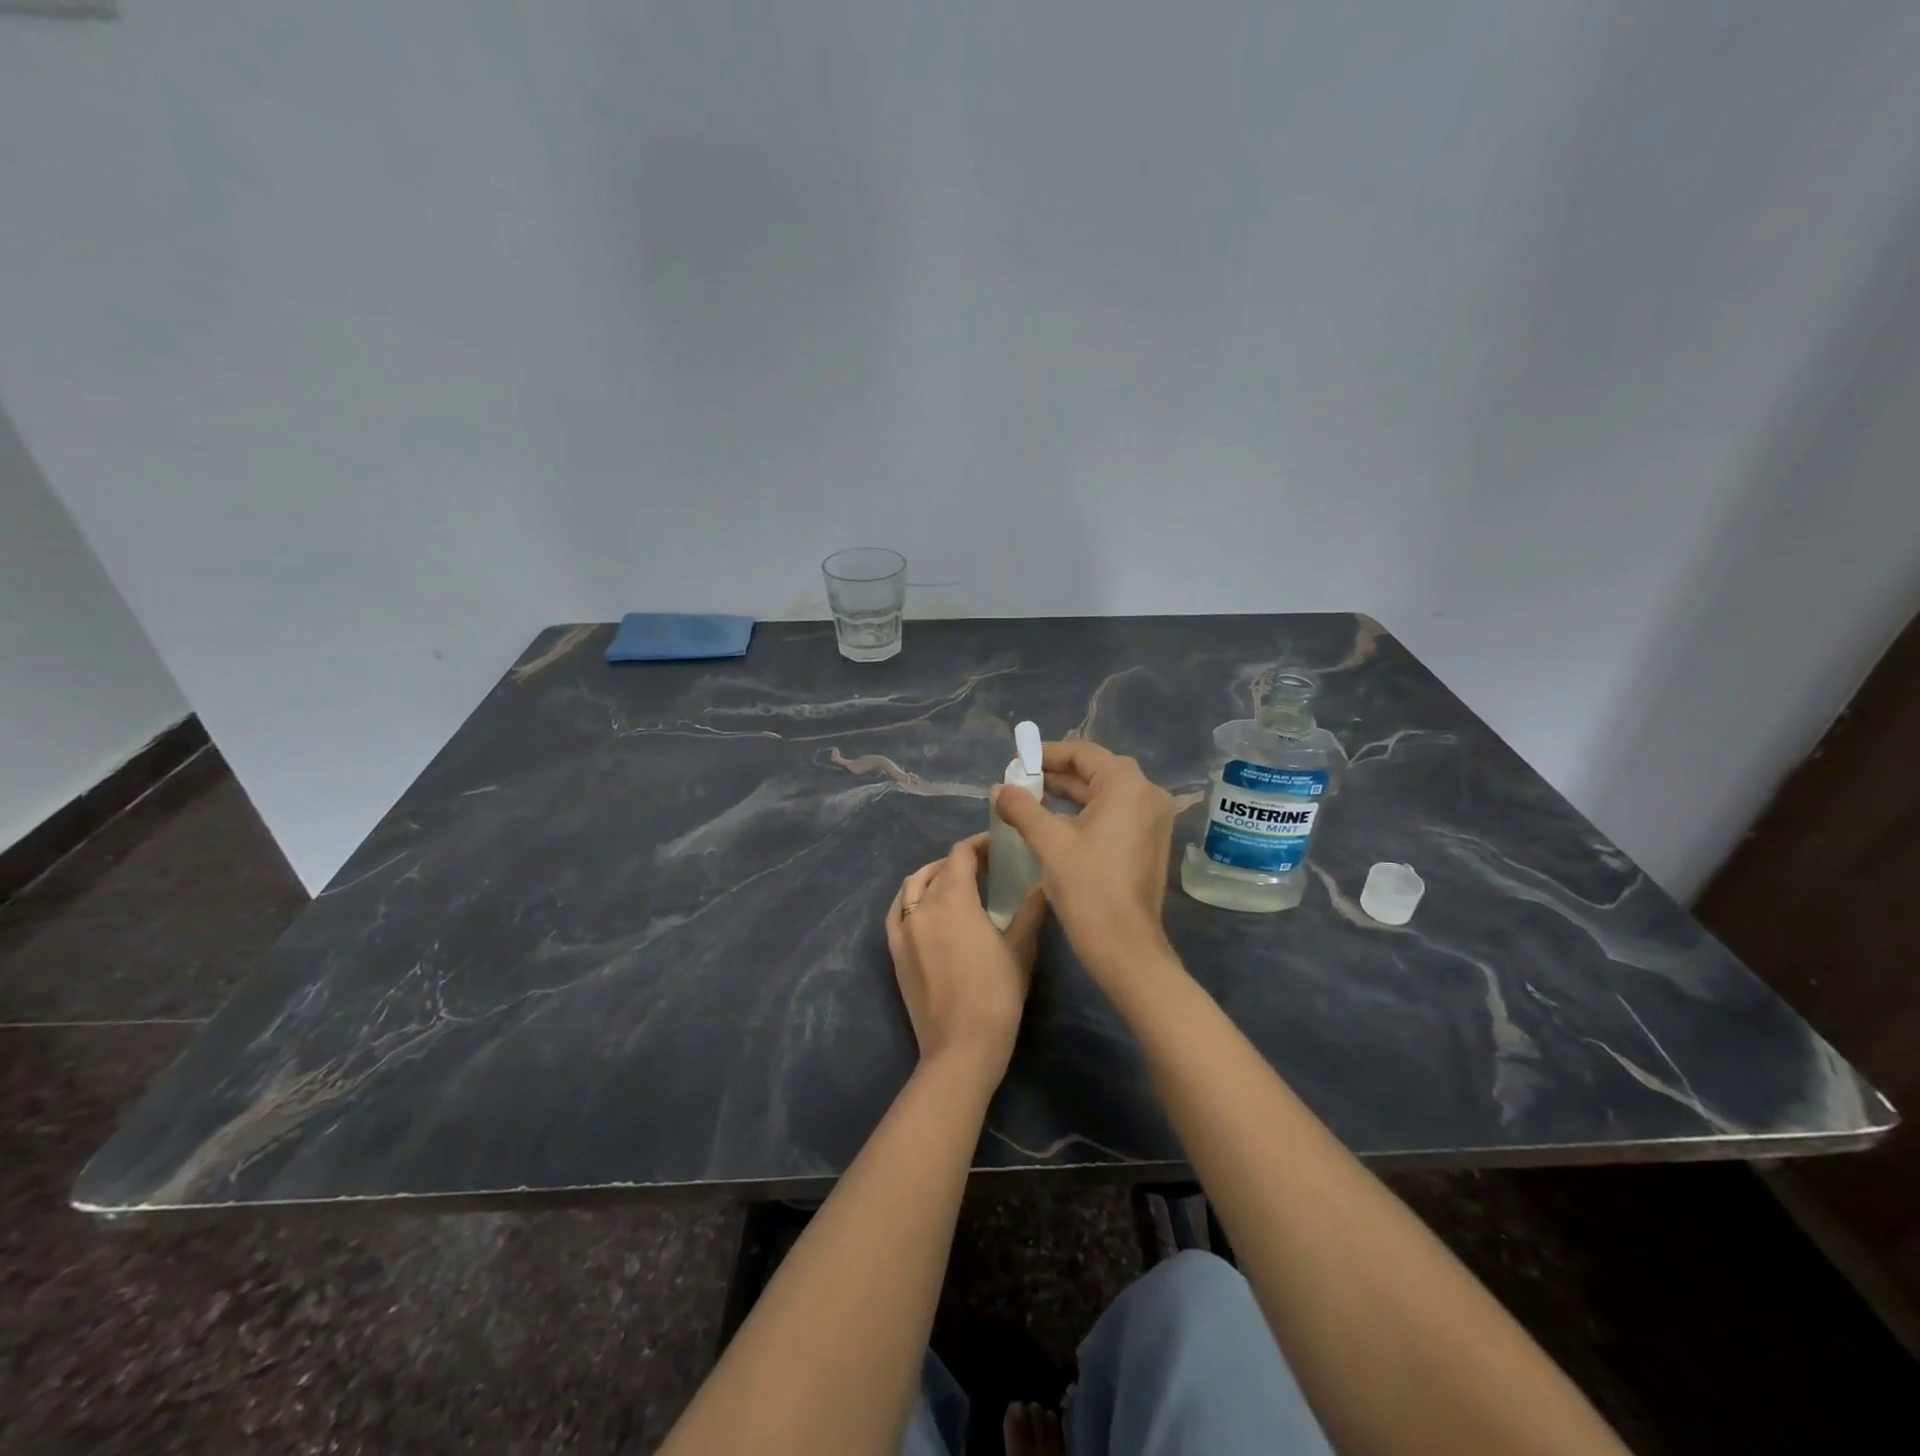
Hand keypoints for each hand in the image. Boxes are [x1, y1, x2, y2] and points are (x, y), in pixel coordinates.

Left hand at [886, 833, 1046, 1074]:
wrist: (960, 1046)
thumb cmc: (997, 996)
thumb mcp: (1020, 950)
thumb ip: (1030, 911)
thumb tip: (1043, 882)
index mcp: (954, 900)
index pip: (960, 855)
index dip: (979, 845)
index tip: (998, 846)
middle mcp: (923, 906)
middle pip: (938, 868)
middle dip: (961, 861)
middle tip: (986, 867)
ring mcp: (904, 928)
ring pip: (913, 885)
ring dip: (933, 875)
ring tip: (955, 883)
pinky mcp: (895, 951)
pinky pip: (898, 910)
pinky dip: (911, 897)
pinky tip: (925, 906)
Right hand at [991, 740, 1176, 976]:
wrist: (1125, 946)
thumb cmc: (1087, 886)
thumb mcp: (1048, 841)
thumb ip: (1021, 807)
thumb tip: (999, 789)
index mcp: (1127, 785)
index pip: (1083, 753)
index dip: (1048, 754)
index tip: (1018, 762)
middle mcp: (1148, 794)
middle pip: (1097, 770)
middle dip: (1058, 774)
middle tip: (1022, 780)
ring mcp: (1153, 819)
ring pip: (1106, 793)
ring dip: (1071, 794)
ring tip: (1032, 799)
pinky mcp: (1150, 841)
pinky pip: (1116, 813)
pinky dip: (1087, 812)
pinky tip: (1057, 822)